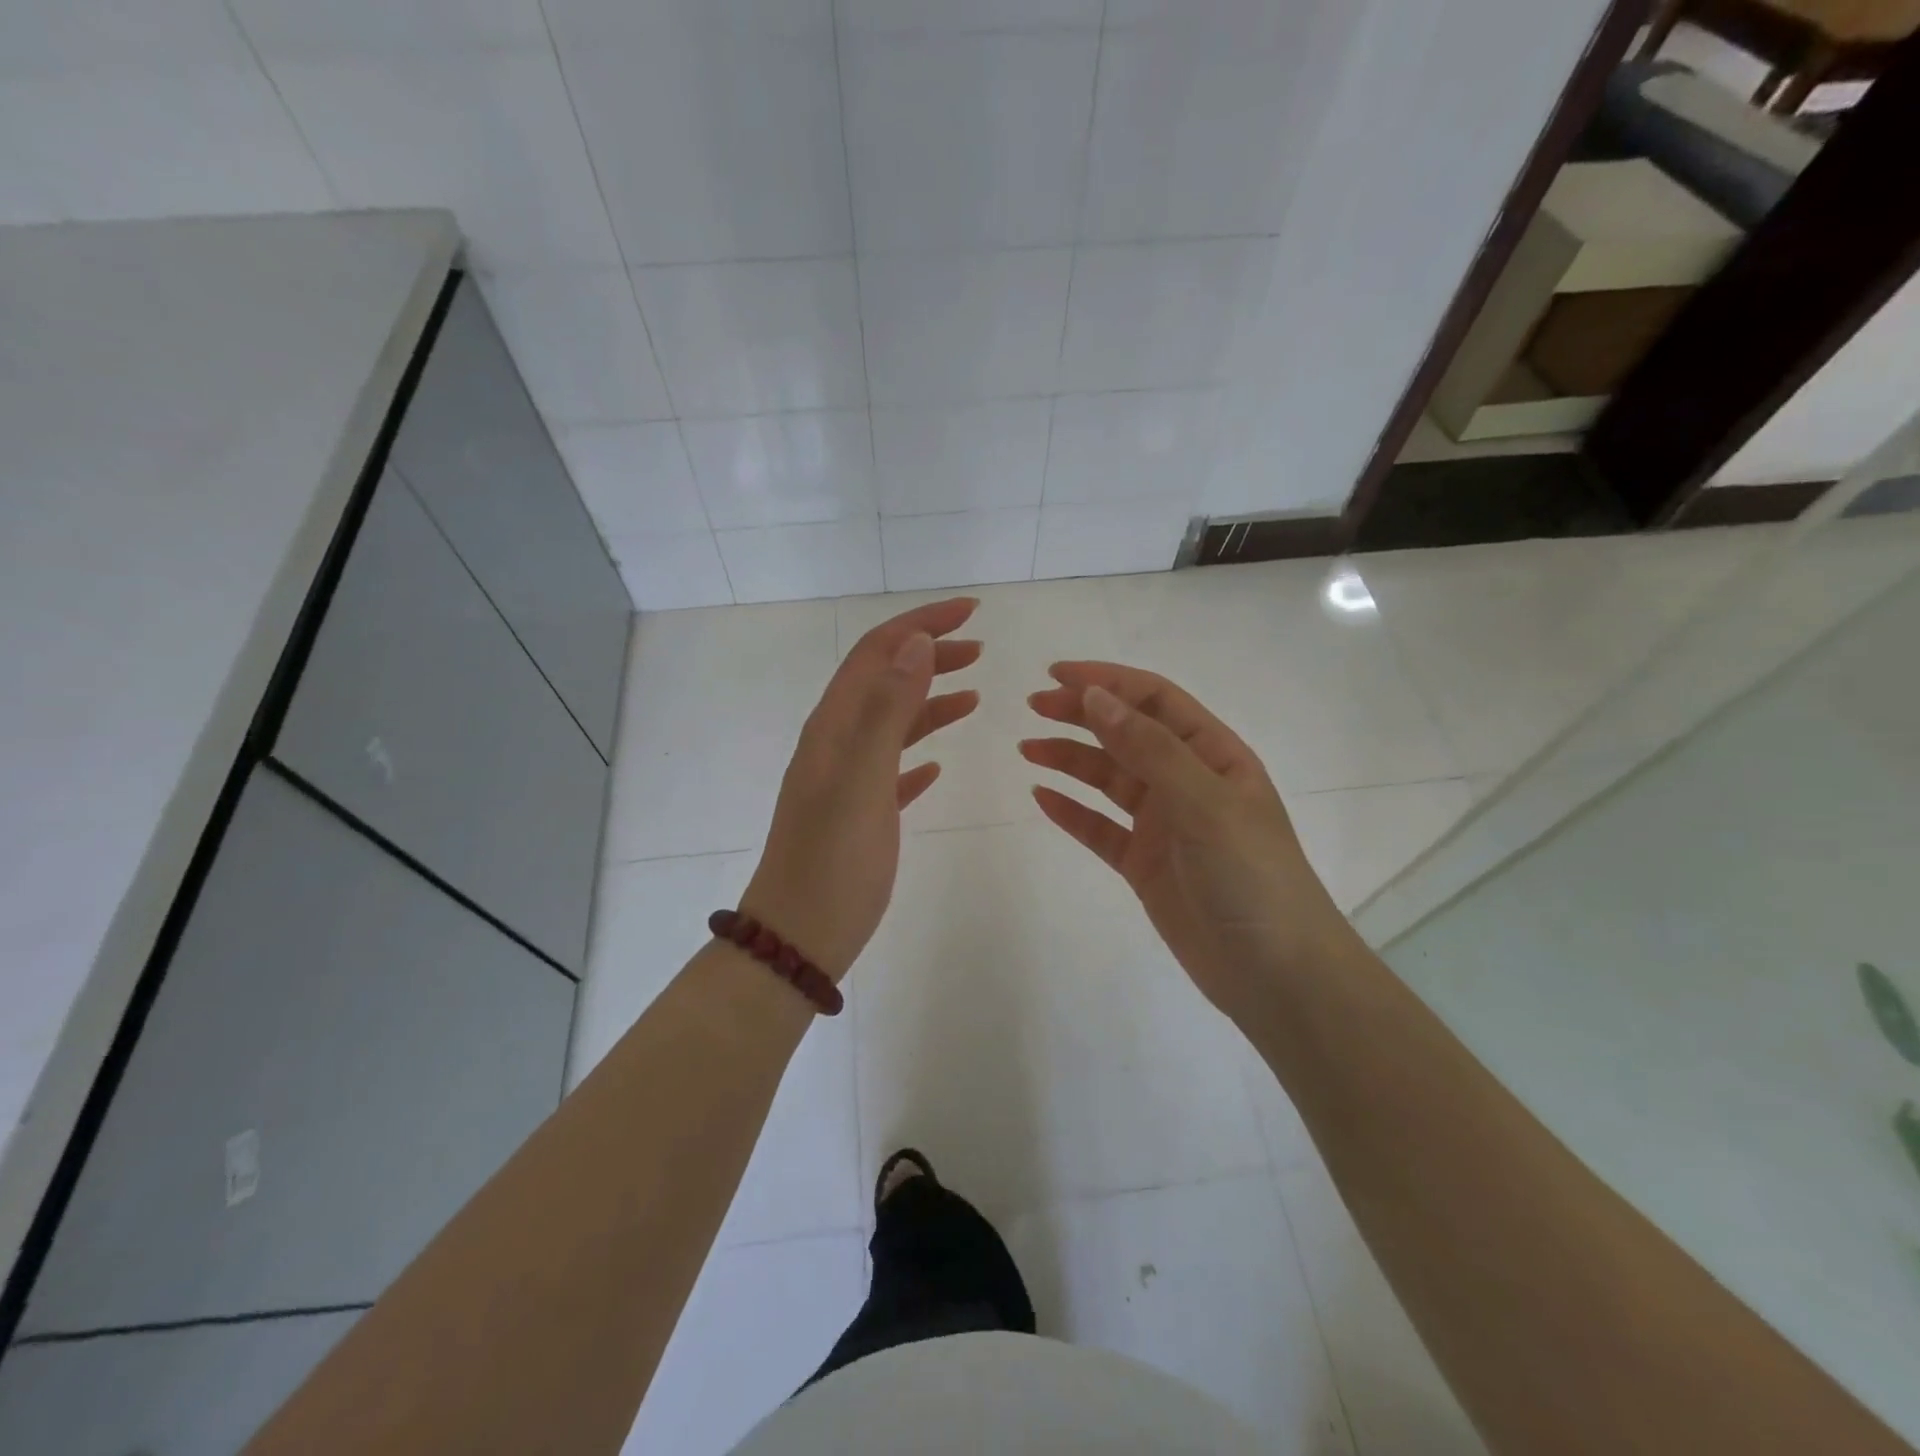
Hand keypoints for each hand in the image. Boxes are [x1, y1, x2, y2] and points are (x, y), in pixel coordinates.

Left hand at [742, 598, 981, 980]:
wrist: (799, 935)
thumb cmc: (832, 860)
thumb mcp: (861, 780)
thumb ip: (886, 710)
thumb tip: (915, 643)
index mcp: (834, 726)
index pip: (878, 652)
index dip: (921, 623)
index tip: (971, 611)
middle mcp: (837, 742)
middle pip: (885, 680)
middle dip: (929, 655)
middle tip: (979, 648)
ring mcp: (846, 779)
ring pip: (892, 723)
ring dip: (929, 700)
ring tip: (973, 692)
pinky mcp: (860, 812)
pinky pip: (893, 768)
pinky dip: (918, 752)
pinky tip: (939, 765)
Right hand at [1023, 662, 1357, 1025]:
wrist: (1276, 974)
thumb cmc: (1251, 875)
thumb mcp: (1204, 802)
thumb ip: (1149, 749)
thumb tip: (1095, 697)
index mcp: (1213, 755)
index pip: (1155, 700)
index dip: (1107, 681)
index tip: (1057, 675)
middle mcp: (1187, 782)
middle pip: (1126, 734)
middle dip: (1081, 715)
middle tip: (1033, 707)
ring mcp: (1164, 824)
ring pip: (1109, 779)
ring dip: (1070, 760)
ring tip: (1028, 749)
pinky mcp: (1144, 864)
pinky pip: (1100, 828)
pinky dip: (1072, 812)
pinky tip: (1042, 798)